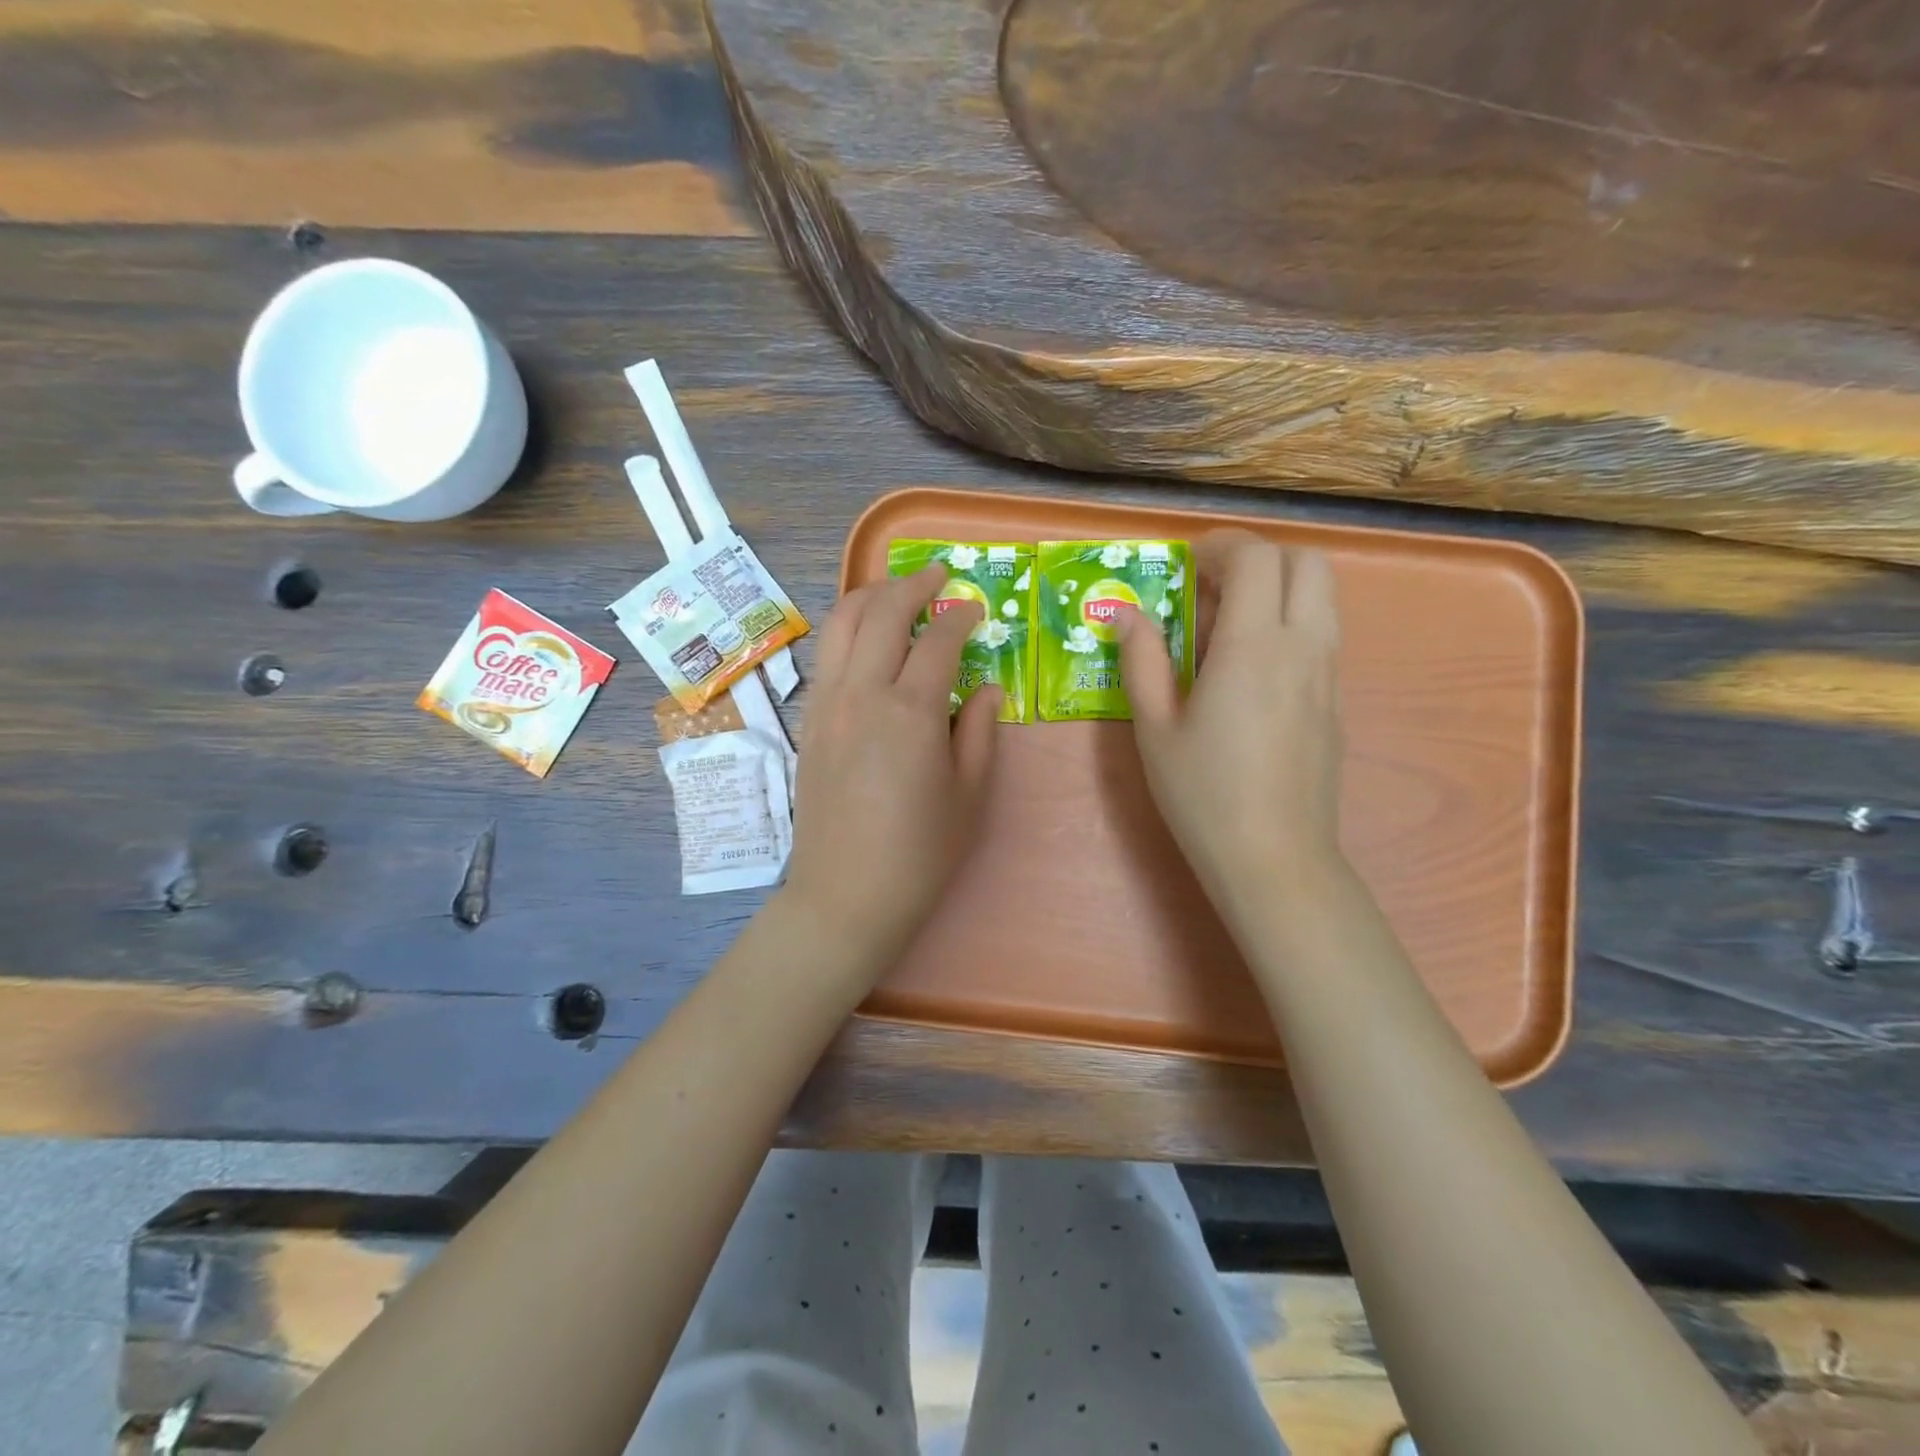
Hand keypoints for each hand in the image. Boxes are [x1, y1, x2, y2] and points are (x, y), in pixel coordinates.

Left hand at [782, 564, 1001, 975]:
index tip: (975, 609)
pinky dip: (847, 630)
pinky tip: (866, 640)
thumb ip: (979, 730)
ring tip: (896, 591)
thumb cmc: (919, 853)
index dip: (960, 617)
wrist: (845, 896)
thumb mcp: (968, 794)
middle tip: (938, 576)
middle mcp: (862, 694)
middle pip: (882, 613)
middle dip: (912, 586)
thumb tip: (985, 686)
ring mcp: (826, 705)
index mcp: (910, 711)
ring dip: (871, 596)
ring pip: (841, 625)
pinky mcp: (808, 722)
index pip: (938, 641)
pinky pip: (826, 656)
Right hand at [1117, 531, 1343, 910]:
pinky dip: (1289, 623)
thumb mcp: (1155, 727)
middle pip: (1306, 563)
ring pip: (1322, 597)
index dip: (1222, 546)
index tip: (1187, 563)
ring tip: (1226, 626)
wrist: (1274, 858)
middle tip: (1211, 587)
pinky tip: (1248, 669)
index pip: (1257, 559)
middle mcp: (1303, 647)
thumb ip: (1142, 660)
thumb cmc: (1203, 794)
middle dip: (1259, 558)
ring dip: (1278, 589)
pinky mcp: (1335, 702)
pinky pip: (1321, 635)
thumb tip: (1126, 614)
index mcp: (1254, 647)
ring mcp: (1328, 675)